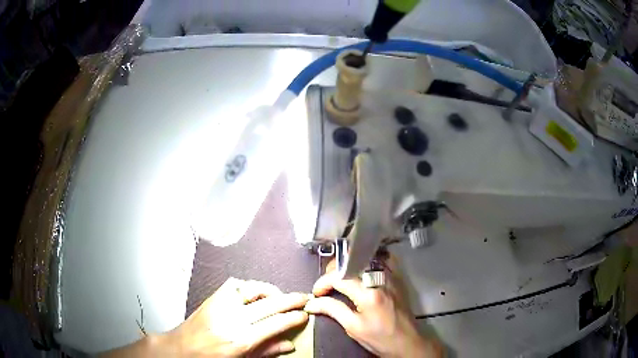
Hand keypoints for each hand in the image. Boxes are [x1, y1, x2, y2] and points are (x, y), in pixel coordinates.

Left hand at [104, 278, 308, 356]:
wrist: (180, 349)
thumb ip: (266, 352)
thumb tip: (290, 343)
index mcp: (240, 340)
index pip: (274, 324)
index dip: (293, 317)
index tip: (305, 314)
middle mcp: (232, 319)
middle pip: (268, 304)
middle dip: (290, 299)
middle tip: (304, 297)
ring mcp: (221, 305)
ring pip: (252, 289)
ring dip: (271, 290)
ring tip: (282, 295)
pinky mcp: (212, 298)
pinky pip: (235, 285)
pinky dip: (250, 286)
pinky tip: (256, 292)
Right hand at [304, 257, 442, 357]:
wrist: (407, 342)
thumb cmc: (379, 339)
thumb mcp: (353, 328)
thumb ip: (332, 310)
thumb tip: (312, 303)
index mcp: (369, 294)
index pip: (339, 277)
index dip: (323, 282)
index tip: (316, 293)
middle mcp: (381, 279)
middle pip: (351, 261)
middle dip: (333, 271)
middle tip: (327, 285)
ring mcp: (391, 276)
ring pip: (365, 257)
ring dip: (348, 265)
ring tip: (340, 279)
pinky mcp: (397, 278)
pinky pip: (381, 260)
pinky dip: (367, 262)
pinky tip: (361, 271)